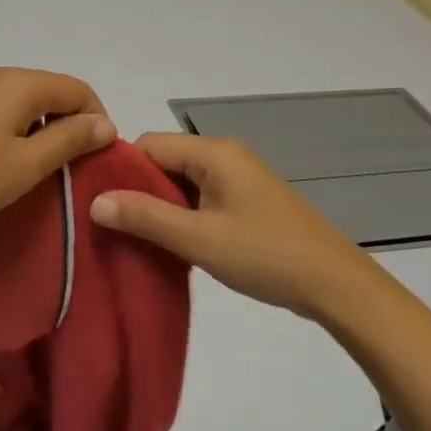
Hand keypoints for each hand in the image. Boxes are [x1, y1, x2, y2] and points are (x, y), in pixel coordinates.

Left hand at [0, 68, 115, 236]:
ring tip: (40, 170)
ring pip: (26, 102)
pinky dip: (17, 131)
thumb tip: (105, 123)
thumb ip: (70, 140)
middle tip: (71, 168)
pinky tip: (7, 162)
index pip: (78, 89)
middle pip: (52, 92)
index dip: (97, 120)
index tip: (97, 159)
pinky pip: (2, 110)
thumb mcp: (26, 165)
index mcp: (20, 83)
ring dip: (43, 130)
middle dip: (70, 125)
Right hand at [88, 132, 366, 319]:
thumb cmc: (265, 254)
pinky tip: (171, 244)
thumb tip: (95, 200)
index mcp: (213, 152)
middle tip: (113, 227)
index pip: (149, 145)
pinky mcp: (246, 200)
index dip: (121, 171)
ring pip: (181, 182)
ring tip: (136, 239)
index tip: (97, 203)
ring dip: (160, 207)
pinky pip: (201, 197)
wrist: (336, 285)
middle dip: (138, 191)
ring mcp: (238, 178)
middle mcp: (224, 155)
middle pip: (164, 161)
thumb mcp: (199, 238)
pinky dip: (182, 216)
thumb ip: (146, 216)